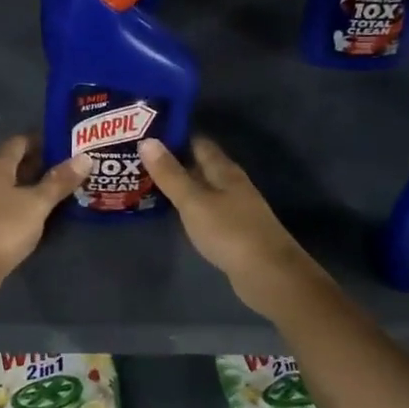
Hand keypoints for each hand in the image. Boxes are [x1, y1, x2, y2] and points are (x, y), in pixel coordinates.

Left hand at [0, 136, 88, 321]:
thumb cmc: (4, 229)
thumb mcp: (37, 205)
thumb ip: (60, 181)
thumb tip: (85, 157)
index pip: (19, 142)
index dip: (41, 141)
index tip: (64, 145)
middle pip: (11, 163)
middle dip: (37, 164)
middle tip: (66, 168)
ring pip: (5, 184)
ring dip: (27, 185)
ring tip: (55, 190)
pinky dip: (17, 202)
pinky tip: (33, 212)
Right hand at [139, 136, 324, 317]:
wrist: (268, 274)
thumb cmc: (229, 232)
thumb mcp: (194, 201)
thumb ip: (170, 174)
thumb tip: (147, 140)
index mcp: (224, 170)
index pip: (198, 142)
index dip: (175, 135)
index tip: (147, 132)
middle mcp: (231, 184)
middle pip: (200, 165)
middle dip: (174, 160)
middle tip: (139, 158)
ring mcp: (235, 208)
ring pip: (203, 188)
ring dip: (181, 184)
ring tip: (148, 182)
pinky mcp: (233, 231)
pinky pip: (206, 210)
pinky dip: (189, 207)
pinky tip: (173, 213)